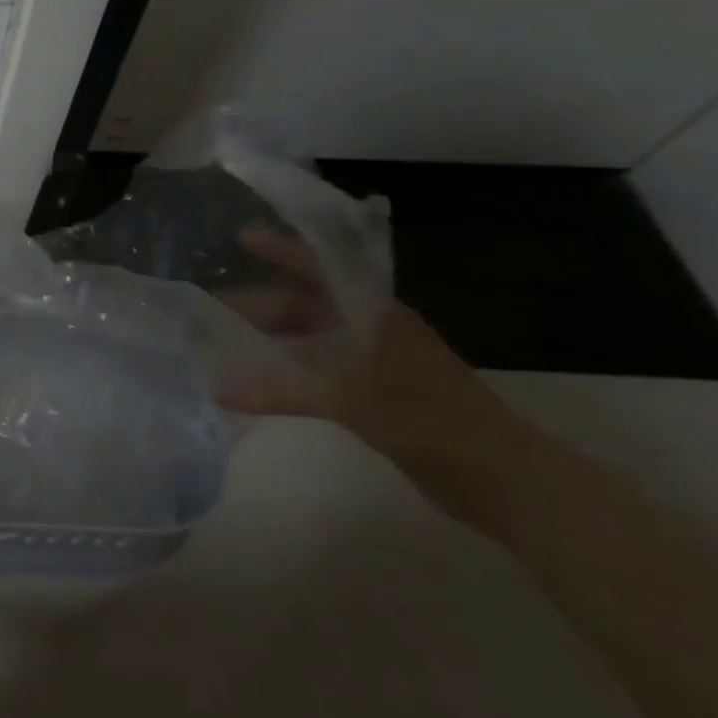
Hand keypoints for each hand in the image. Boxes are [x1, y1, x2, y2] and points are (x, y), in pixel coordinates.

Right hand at [220, 226, 534, 512]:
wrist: (502, 479)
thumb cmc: (427, 420)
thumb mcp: (350, 399)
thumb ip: (281, 391)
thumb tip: (218, 390)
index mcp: (376, 313)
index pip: (321, 267)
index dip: (282, 251)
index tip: (242, 238)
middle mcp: (375, 328)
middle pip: (311, 303)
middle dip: (264, 301)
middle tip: (216, 304)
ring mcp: (379, 362)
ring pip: (315, 336)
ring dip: (276, 335)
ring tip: (231, 337)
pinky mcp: (379, 394)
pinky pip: (322, 367)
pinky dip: (292, 368)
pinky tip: (264, 378)